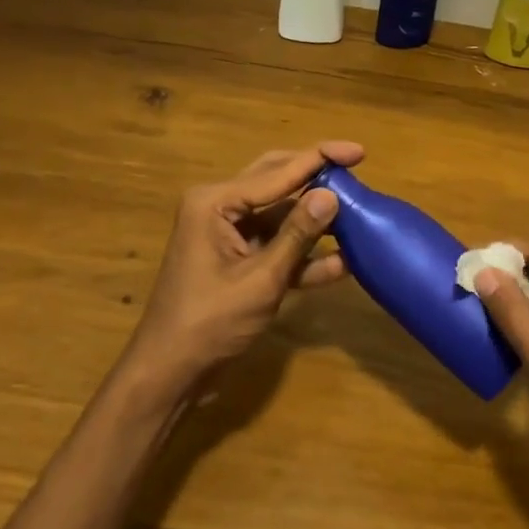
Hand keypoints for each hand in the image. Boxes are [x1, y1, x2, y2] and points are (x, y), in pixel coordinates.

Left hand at [122, 141, 362, 396]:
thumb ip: (298, 234)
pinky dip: (304, 252)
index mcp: (215, 202)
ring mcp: (228, 234)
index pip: (277, 171)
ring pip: (281, 213)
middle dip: (317, 177)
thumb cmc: (209, 324)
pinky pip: (277, 244)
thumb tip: (332, 194)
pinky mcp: (238, 259)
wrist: (169, 376)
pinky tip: (342, 262)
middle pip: (278, 180)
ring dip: (315, 218)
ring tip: (358, 215)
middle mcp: (220, 207)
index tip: (359, 151)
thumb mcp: (261, 280)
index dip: (320, 158)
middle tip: (356, 168)